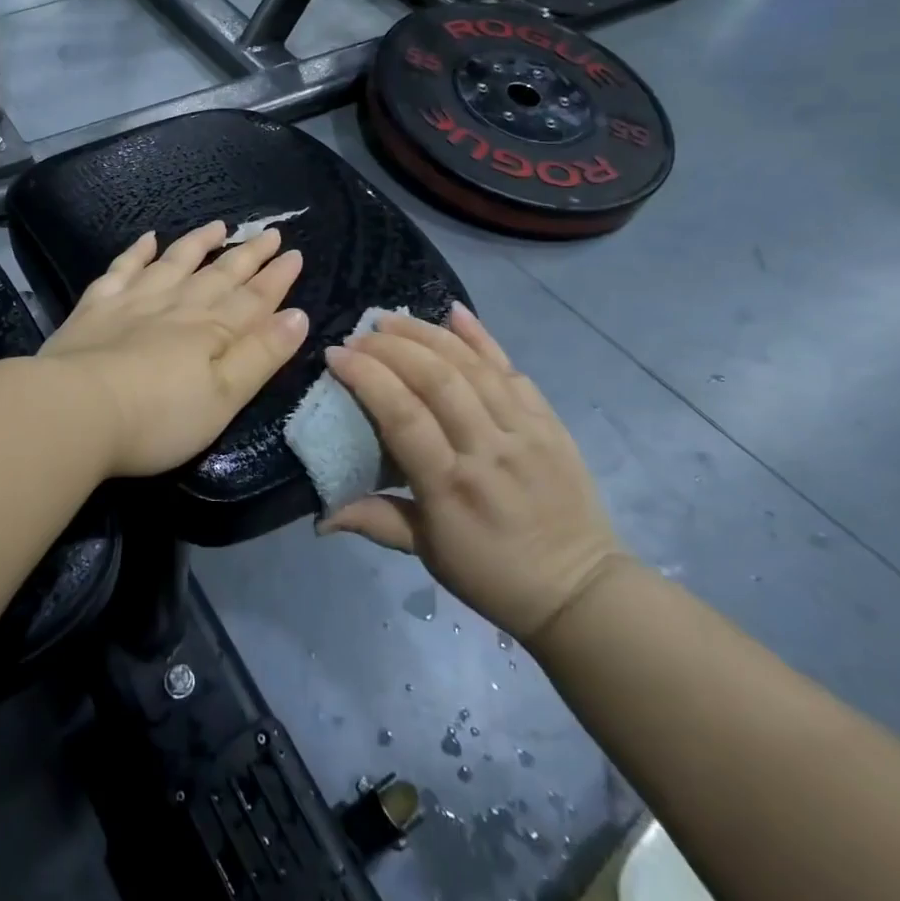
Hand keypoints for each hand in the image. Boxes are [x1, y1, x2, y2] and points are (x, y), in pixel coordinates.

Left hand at [39, 221, 308, 477]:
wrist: (75, 410)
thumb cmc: (157, 417)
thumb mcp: (223, 398)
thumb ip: (261, 356)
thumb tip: (298, 315)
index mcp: (211, 331)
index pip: (253, 299)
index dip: (277, 278)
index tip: (295, 254)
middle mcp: (177, 306)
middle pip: (219, 276)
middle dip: (249, 255)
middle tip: (271, 233)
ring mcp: (134, 301)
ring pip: (174, 262)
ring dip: (199, 243)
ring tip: (219, 226)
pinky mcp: (96, 307)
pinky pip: (122, 269)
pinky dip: (137, 252)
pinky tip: (148, 238)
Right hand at [318, 304, 629, 644]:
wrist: (581, 588)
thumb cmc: (492, 574)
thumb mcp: (426, 553)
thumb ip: (373, 520)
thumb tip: (318, 517)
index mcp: (450, 486)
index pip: (403, 415)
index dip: (367, 377)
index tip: (336, 354)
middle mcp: (488, 449)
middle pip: (437, 379)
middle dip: (392, 346)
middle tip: (360, 333)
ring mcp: (524, 430)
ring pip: (473, 365)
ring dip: (428, 334)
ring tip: (392, 317)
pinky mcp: (549, 421)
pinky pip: (512, 369)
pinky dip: (483, 337)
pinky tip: (454, 312)